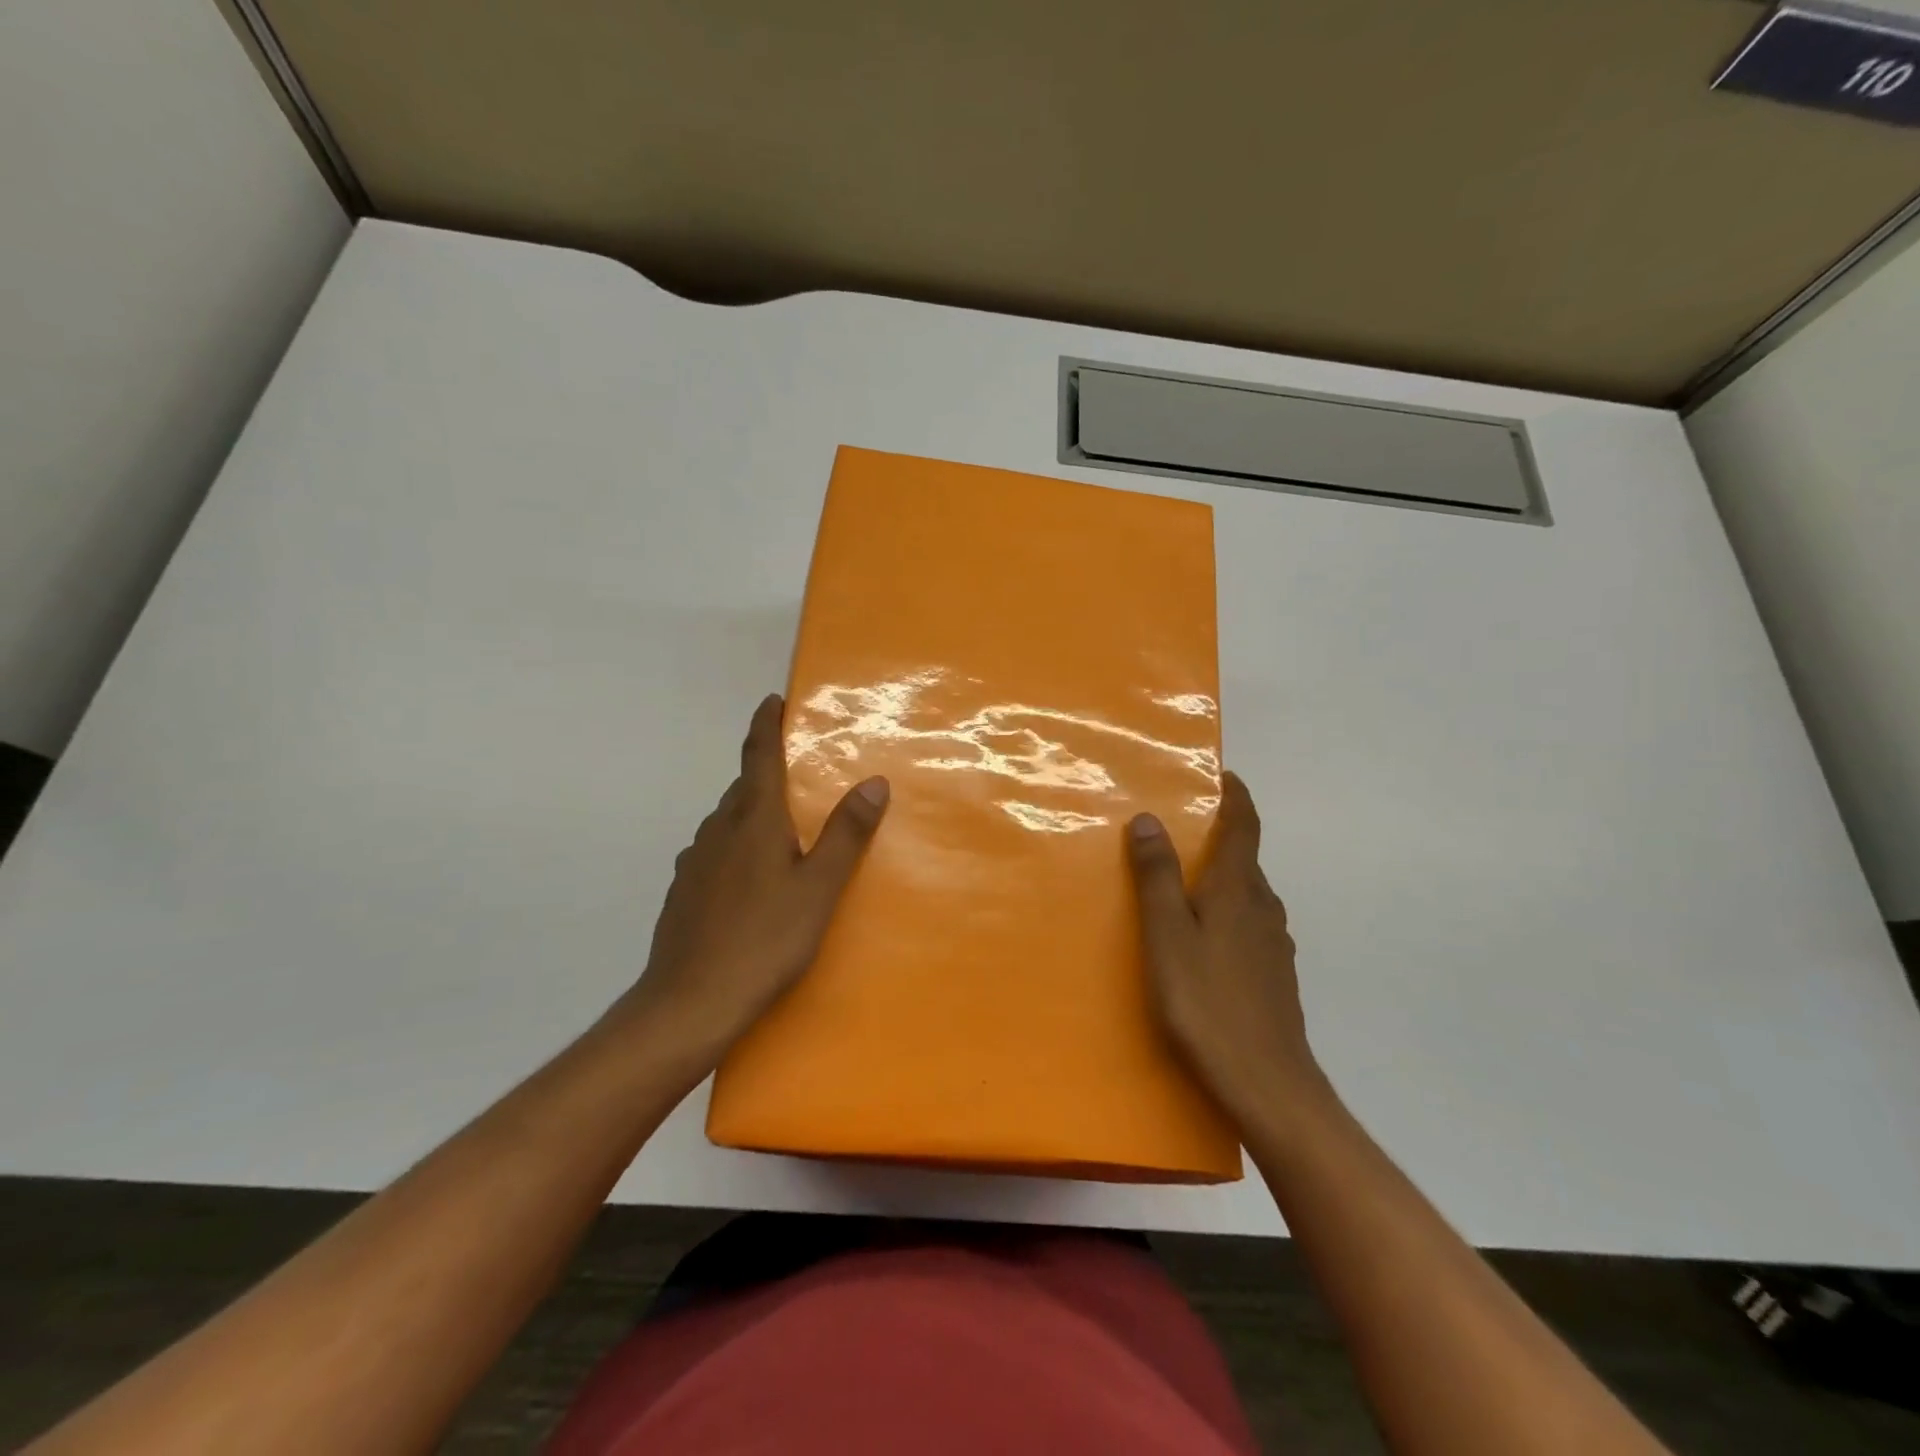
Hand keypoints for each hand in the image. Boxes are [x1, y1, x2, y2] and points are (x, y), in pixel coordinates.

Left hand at [615, 693, 888, 1063]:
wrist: (689, 1004)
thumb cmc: (764, 940)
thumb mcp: (819, 889)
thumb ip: (846, 835)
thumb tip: (873, 782)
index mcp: (753, 821)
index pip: (759, 757)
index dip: (765, 725)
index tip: (772, 700)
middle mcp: (718, 831)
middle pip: (744, 789)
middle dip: (768, 775)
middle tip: (800, 779)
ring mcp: (694, 863)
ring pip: (727, 823)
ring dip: (752, 815)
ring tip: (782, 834)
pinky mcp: (683, 893)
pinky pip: (715, 854)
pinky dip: (736, 849)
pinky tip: (750, 882)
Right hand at [1127, 772, 1326, 1129]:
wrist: (1268, 1085)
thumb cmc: (1207, 1003)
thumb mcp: (1167, 935)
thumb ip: (1157, 877)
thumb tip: (1148, 819)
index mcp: (1238, 891)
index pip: (1245, 827)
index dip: (1237, 797)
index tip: (1223, 775)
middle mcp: (1263, 909)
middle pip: (1245, 861)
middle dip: (1220, 840)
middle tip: (1179, 835)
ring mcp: (1274, 946)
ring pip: (1248, 897)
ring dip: (1222, 880)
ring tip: (1185, 887)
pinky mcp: (1275, 977)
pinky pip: (1250, 927)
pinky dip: (1227, 915)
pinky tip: (1205, 944)